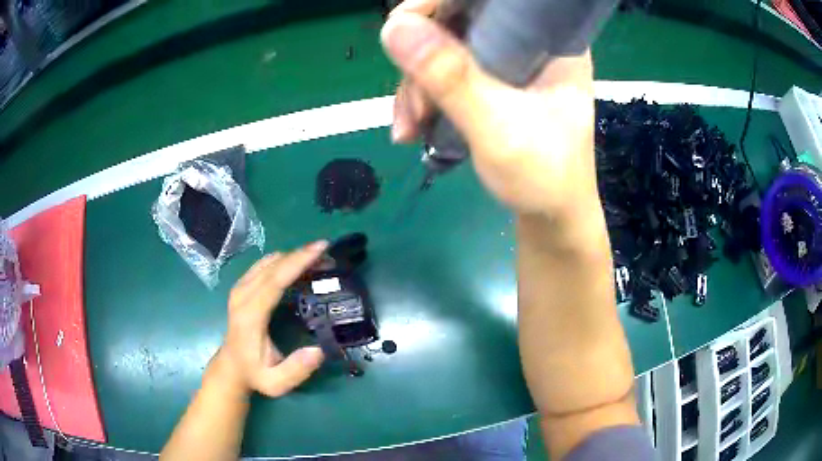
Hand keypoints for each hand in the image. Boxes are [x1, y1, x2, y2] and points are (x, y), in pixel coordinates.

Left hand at [209, 241, 328, 397]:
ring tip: (317, 260)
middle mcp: (242, 295)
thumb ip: (296, 370)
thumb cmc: (255, 373)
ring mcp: (240, 288)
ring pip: (268, 261)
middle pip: (273, 265)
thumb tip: (319, 350)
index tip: (320, 249)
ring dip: (293, 257)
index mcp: (250, 315)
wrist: (231, 367)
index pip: (274, 280)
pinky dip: (283, 261)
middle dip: (301, 254)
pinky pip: (264, 265)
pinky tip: (298, 267)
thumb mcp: (276, 383)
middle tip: (328, 253)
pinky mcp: (242, 286)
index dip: (297, 262)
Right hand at [381, 0, 597, 219]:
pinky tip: (412, 128)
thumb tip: (393, 27)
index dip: (439, 2)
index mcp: (550, 39)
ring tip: (409, 129)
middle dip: (421, 59)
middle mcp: (528, 41)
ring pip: (443, 48)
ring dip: (415, 86)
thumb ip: (451, 78)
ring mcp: (507, 61)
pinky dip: (422, 98)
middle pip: (457, 20)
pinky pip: (443, 73)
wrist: (551, 218)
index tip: (401, 27)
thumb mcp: (500, 128)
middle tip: (411, 105)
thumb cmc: (544, 178)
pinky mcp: (490, 82)